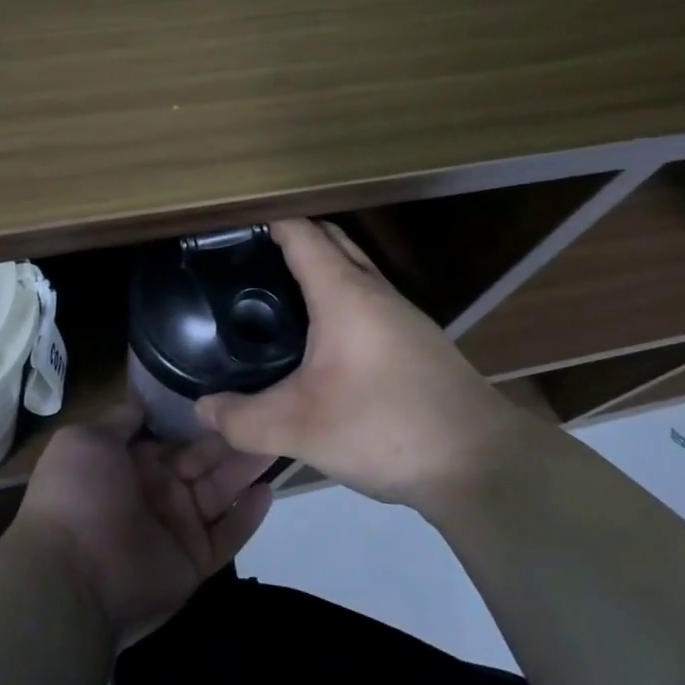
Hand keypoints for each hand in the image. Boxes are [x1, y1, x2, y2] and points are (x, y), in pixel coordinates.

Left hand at [15, 402, 273, 647]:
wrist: (70, 575)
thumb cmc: (77, 496)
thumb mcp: (86, 441)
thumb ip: (119, 420)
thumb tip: (141, 397)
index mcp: (131, 462)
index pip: (174, 436)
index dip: (201, 418)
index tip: (233, 393)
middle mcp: (157, 491)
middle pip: (204, 460)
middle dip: (233, 438)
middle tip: (270, 412)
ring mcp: (177, 527)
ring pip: (221, 491)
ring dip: (247, 468)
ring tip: (280, 440)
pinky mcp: (194, 560)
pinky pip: (228, 535)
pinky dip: (249, 516)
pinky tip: (270, 490)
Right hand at [196, 219, 521, 509]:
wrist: (482, 463)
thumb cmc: (386, 427)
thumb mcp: (300, 428)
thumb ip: (242, 420)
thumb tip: (202, 409)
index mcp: (345, 294)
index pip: (302, 233)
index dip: (266, 222)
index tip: (229, 229)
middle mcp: (376, 292)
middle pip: (331, 241)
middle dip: (291, 237)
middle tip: (246, 260)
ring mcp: (403, 316)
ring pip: (353, 270)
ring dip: (318, 267)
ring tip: (274, 293)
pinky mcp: (416, 342)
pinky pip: (367, 299)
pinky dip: (337, 297)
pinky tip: (319, 339)